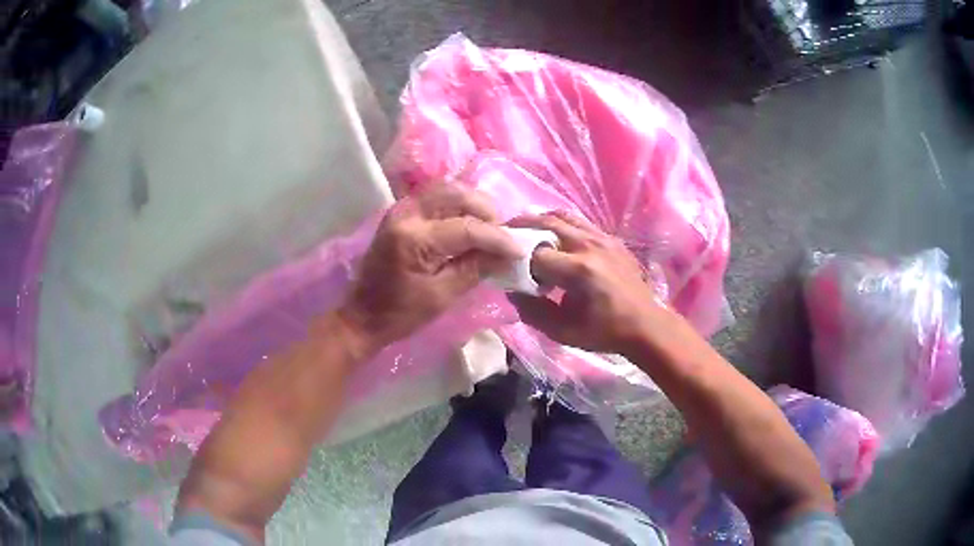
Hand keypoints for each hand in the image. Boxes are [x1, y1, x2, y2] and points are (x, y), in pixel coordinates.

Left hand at [338, 185, 520, 352]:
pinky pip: (435, 198)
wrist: (362, 316)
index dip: (498, 237)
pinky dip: (457, 207)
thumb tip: (508, 255)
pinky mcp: (400, 214)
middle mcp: (405, 214)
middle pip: (456, 193)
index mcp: (413, 238)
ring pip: (446, 190)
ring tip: (489, 229)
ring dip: (472, 205)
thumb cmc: (400, 314)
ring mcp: (400, 209)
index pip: (466, 227)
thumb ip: (476, 269)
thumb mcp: (442, 296)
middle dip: (486, 210)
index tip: (520, 250)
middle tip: (502, 235)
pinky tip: (469, 225)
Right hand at [507, 211, 678, 353]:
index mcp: (579, 270)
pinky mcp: (611, 238)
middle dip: (522, 226)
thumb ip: (532, 312)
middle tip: (505, 232)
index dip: (519, 261)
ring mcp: (603, 238)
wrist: (646, 325)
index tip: (513, 272)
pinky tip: (556, 238)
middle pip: (546, 222)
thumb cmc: (605, 332)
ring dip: (541, 220)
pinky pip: (581, 222)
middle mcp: (590, 245)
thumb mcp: (563, 332)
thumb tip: (513, 291)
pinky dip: (562, 225)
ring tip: (527, 230)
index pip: (535, 254)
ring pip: (564, 216)